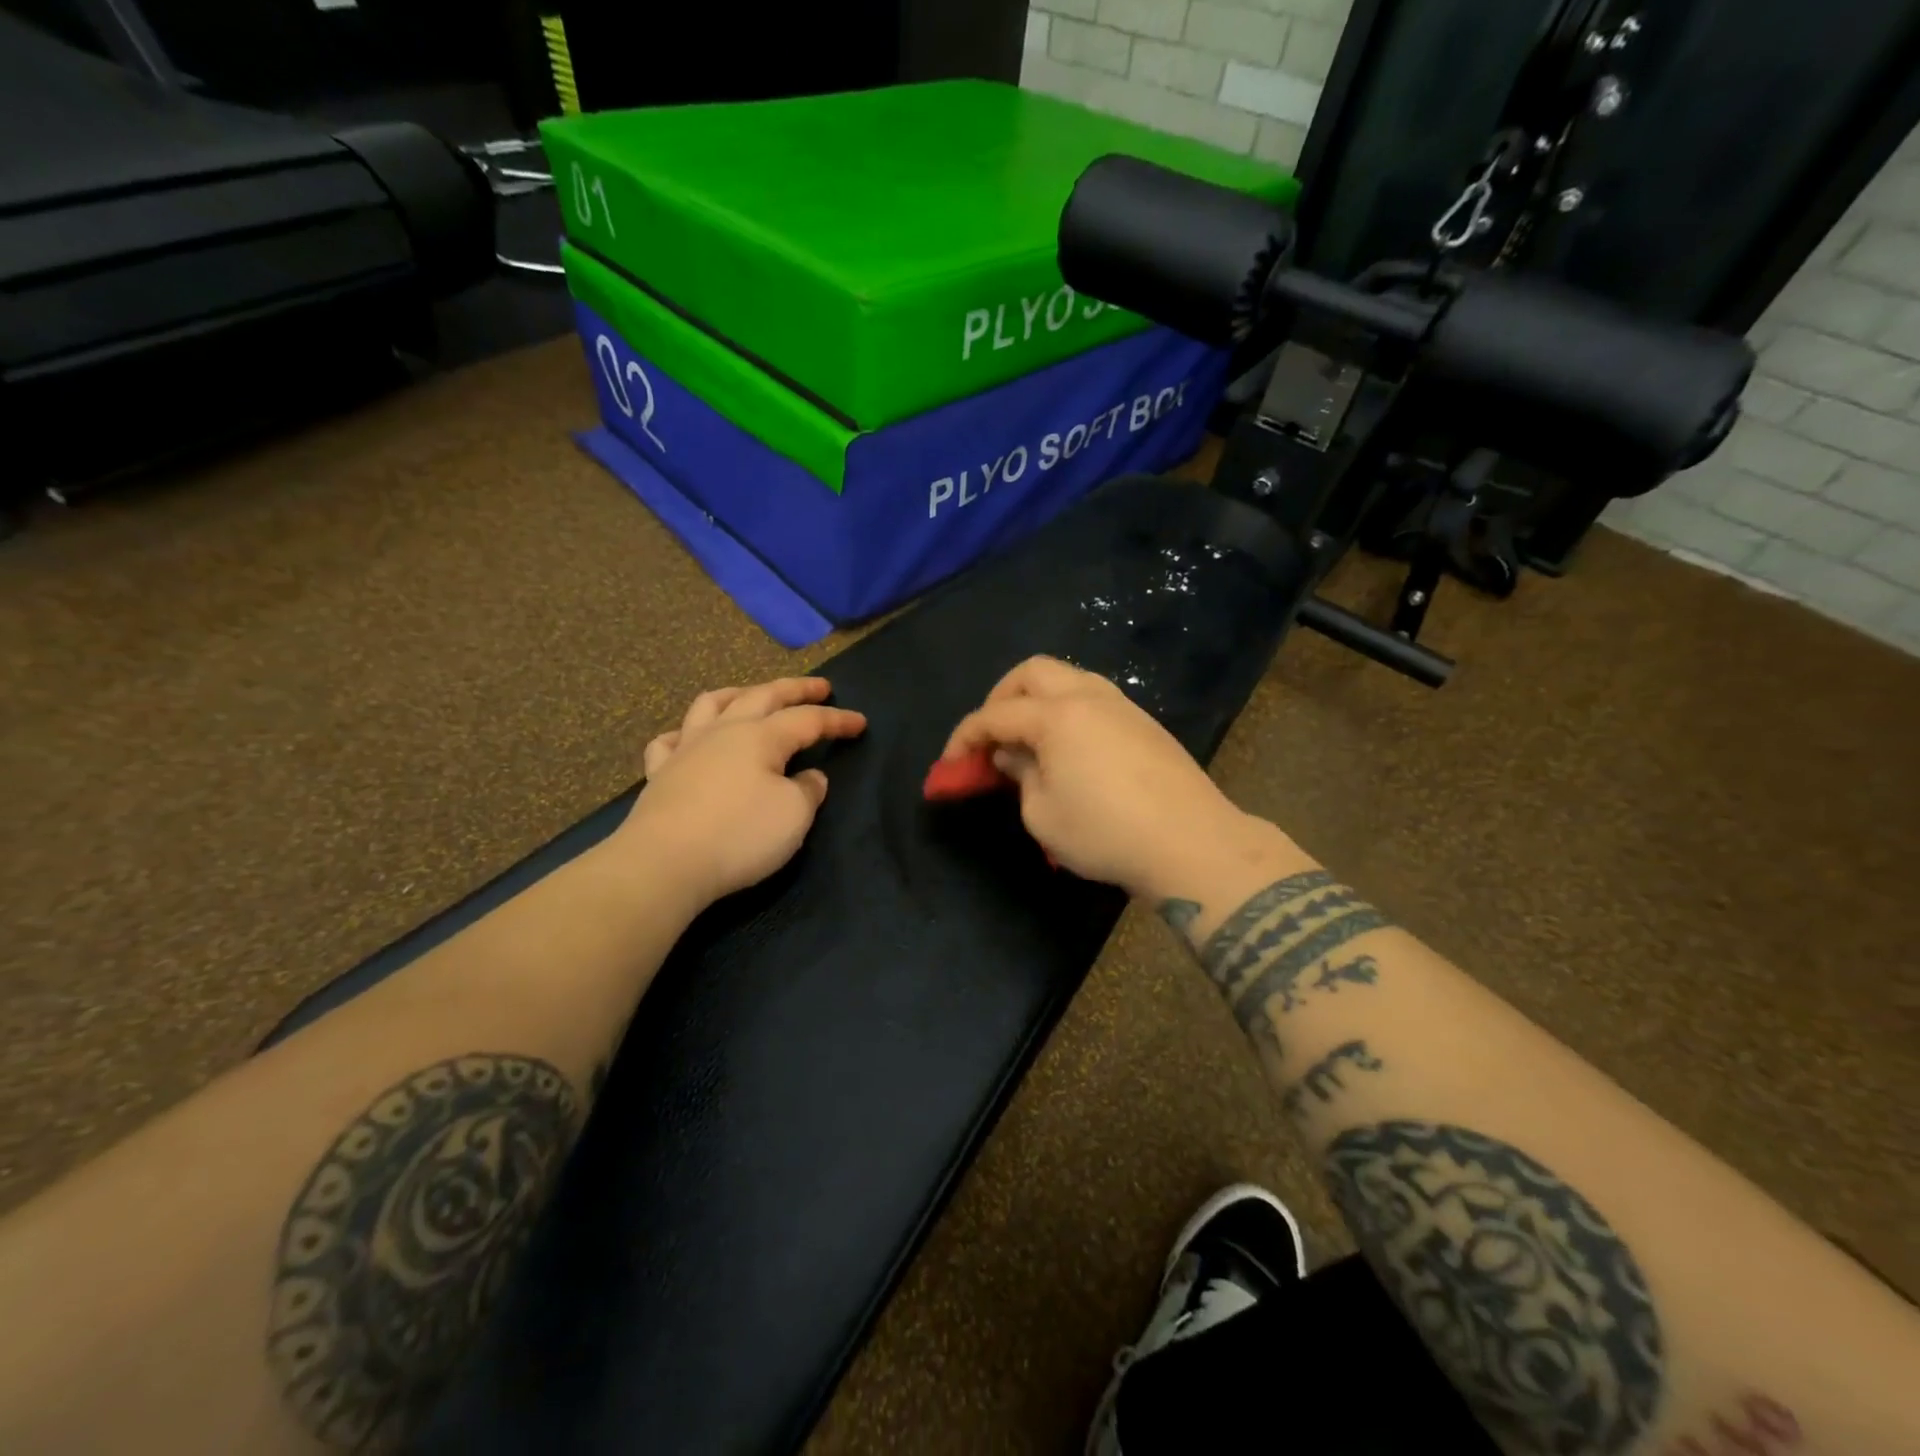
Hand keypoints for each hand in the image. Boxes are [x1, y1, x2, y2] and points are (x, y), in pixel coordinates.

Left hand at [618, 677, 866, 904]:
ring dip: (738, 694)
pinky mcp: (660, 774)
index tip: (861, 722)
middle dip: (795, 689)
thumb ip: (808, 791)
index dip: (837, 720)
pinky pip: (669, 741)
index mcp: (761, 736)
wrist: (664, 863)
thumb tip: (810, 777)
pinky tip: (689, 738)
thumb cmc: (739, 835)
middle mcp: (723, 731)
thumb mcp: (793, 815)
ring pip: (711, 704)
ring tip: (752, 694)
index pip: (808, 720)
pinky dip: (684, 732)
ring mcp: (686, 749)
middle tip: (818, 687)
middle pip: (763, 696)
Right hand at [940, 657, 1285, 899]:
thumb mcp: (1042, 814)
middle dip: (1001, 698)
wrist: (1191, 842)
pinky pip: (1093, 697)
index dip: (965, 737)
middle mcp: (1088, 696)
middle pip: (1032, 672)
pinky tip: (1067, 745)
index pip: (995, 715)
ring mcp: (1122, 705)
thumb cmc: (1105, 832)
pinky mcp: (1144, 722)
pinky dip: (1066, 709)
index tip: (950, 764)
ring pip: (1068, 677)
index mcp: (1056, 715)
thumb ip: (1019, 776)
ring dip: (1037, 698)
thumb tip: (1013, 755)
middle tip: (991, 735)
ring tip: (1027, 737)